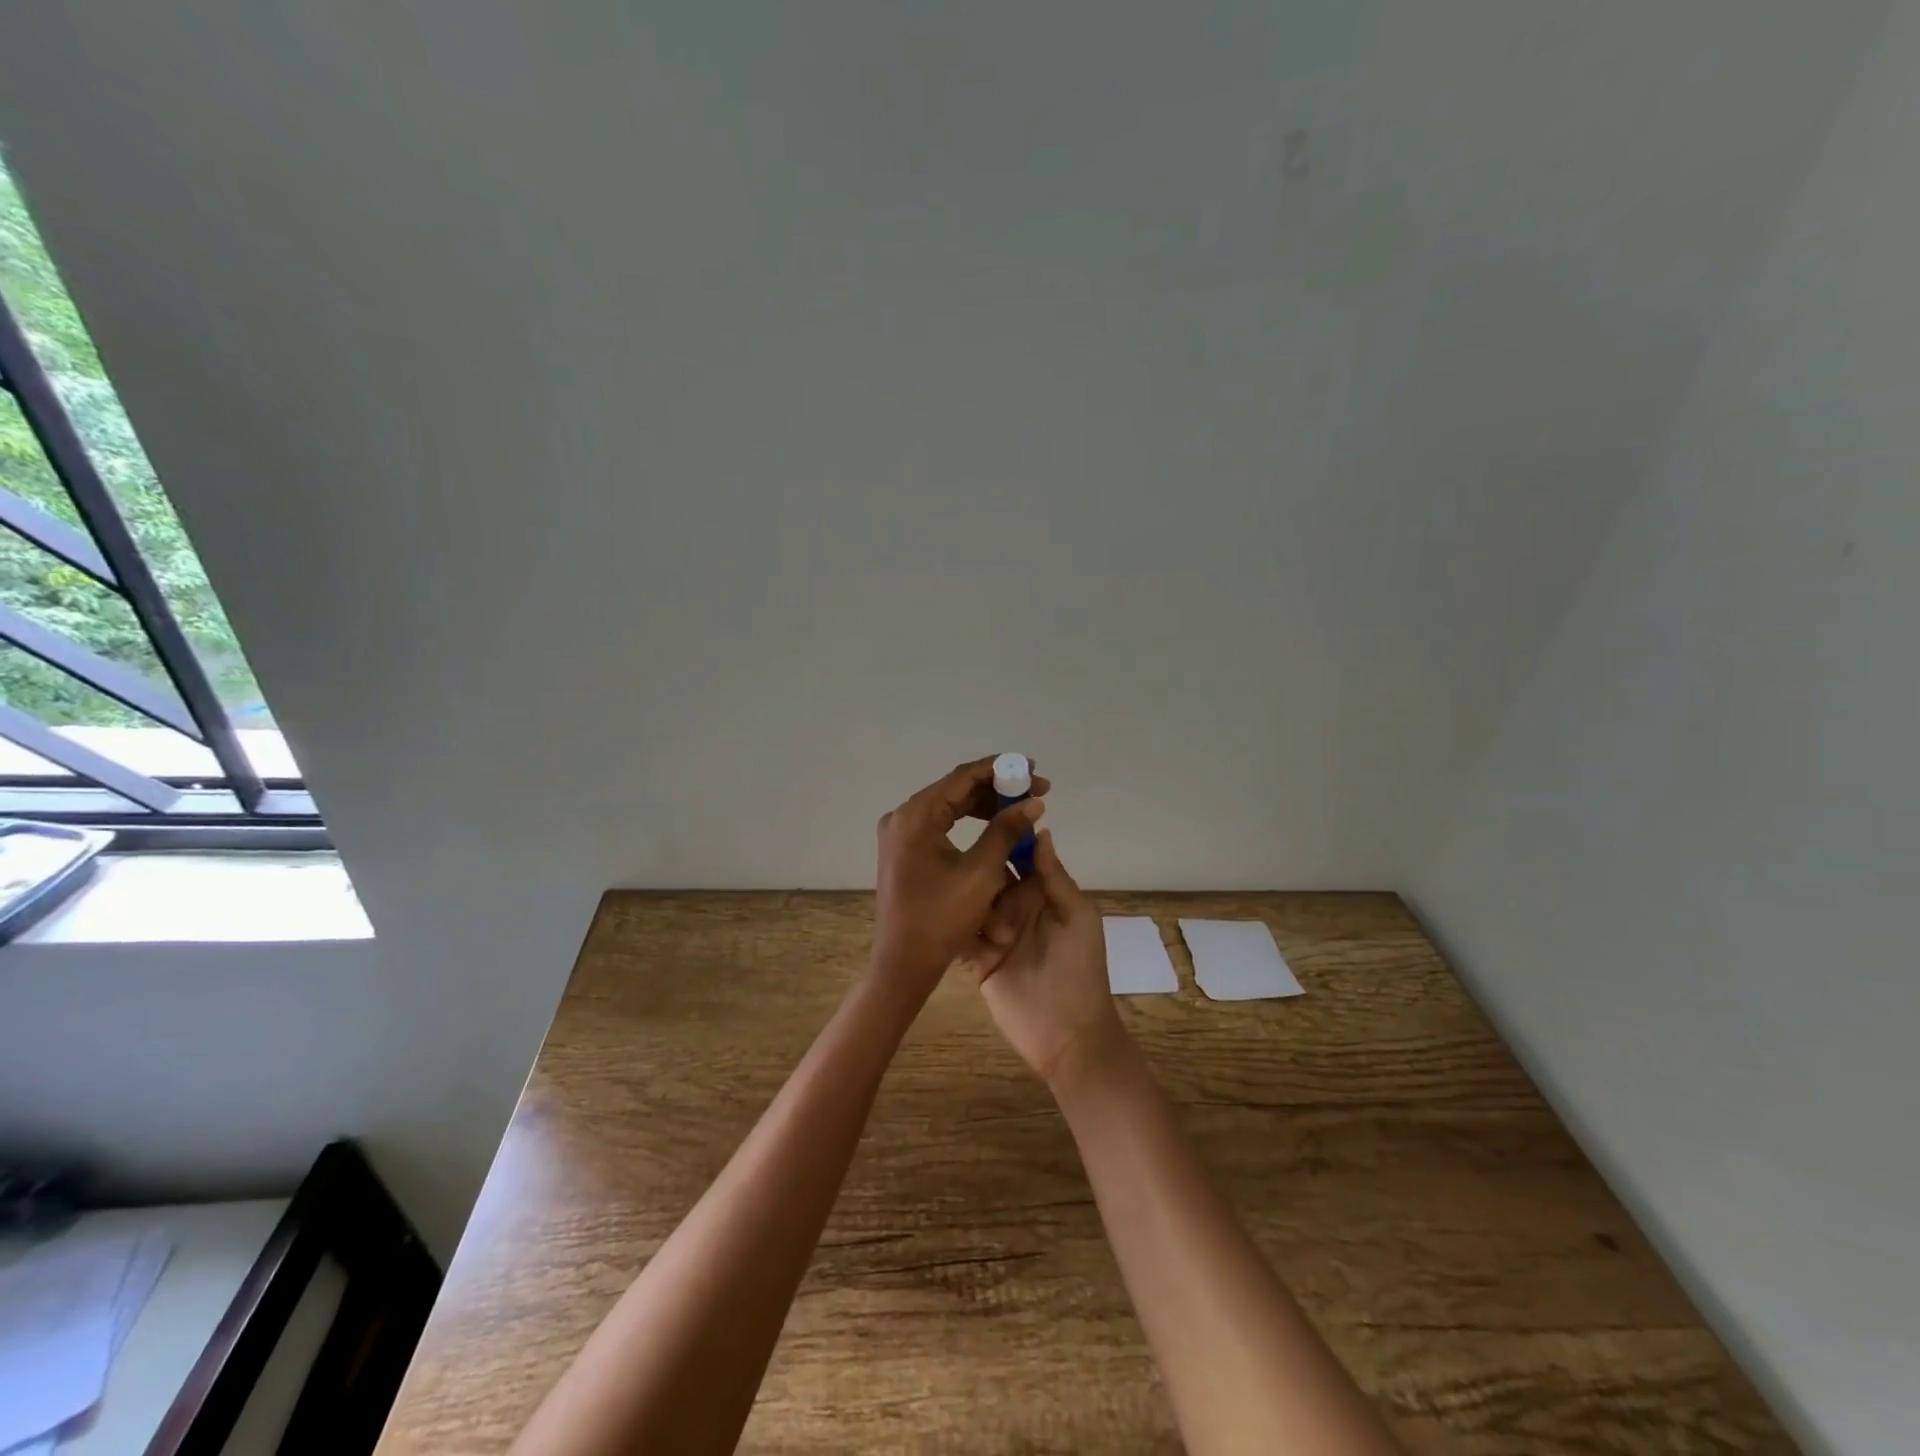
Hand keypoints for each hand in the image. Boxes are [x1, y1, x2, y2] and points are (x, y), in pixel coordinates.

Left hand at [872, 757, 1048, 995]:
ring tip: (1021, 809)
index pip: (962, 777)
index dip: (1000, 769)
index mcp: (915, 816)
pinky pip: (940, 824)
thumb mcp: (981, 872)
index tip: (1032, 768)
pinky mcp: (904, 849)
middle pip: (955, 789)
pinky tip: (995, 826)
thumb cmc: (942, 918)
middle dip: (997, 788)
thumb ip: (1006, 830)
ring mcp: (900, 833)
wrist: (904, 962)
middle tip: (1035, 791)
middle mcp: (902, 817)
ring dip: (985, 805)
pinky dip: (968, 822)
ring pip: (949, 806)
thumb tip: (1034, 803)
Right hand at [970, 829, 1128, 1088]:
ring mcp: (995, 933)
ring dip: (969, 900)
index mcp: (1042, 894)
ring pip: (973, 902)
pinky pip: (962, 935)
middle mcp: (1017, 908)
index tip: (985, 816)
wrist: (1067, 1034)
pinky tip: (945, 918)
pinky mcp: (977, 959)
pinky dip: (956, 927)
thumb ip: (1055, 876)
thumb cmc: (1079, 969)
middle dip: (981, 870)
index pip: (1020, 858)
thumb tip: (1041, 831)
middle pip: (991, 876)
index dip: (1006, 838)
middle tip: (967, 865)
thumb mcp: (1077, 916)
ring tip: (959, 897)